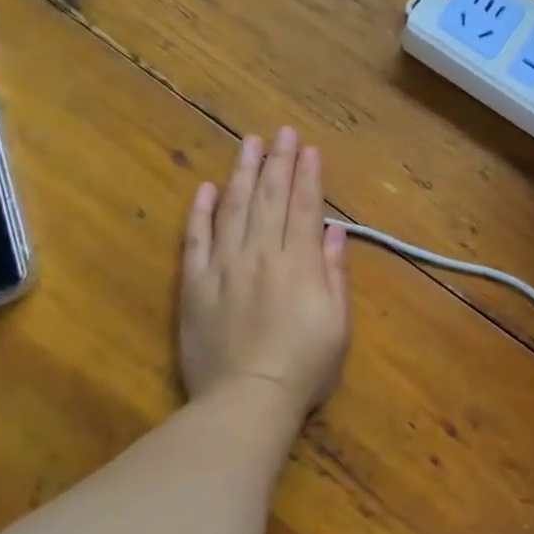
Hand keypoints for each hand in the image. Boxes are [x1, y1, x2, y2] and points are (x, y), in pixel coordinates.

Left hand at [180, 128, 350, 419]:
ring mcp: (224, 267)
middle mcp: (261, 254)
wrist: (246, 400)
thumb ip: (335, 273)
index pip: (305, 207)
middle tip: (282, 132)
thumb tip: (335, 232)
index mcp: (299, 264)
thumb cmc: (304, 367)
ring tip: (249, 143)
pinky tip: (205, 188)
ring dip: (243, 173)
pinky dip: (200, 212)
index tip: (309, 148)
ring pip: (233, 209)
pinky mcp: (195, 284)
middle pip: (270, 199)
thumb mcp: (338, 324)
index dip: (308, 175)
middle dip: (279, 162)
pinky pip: (195, 240)